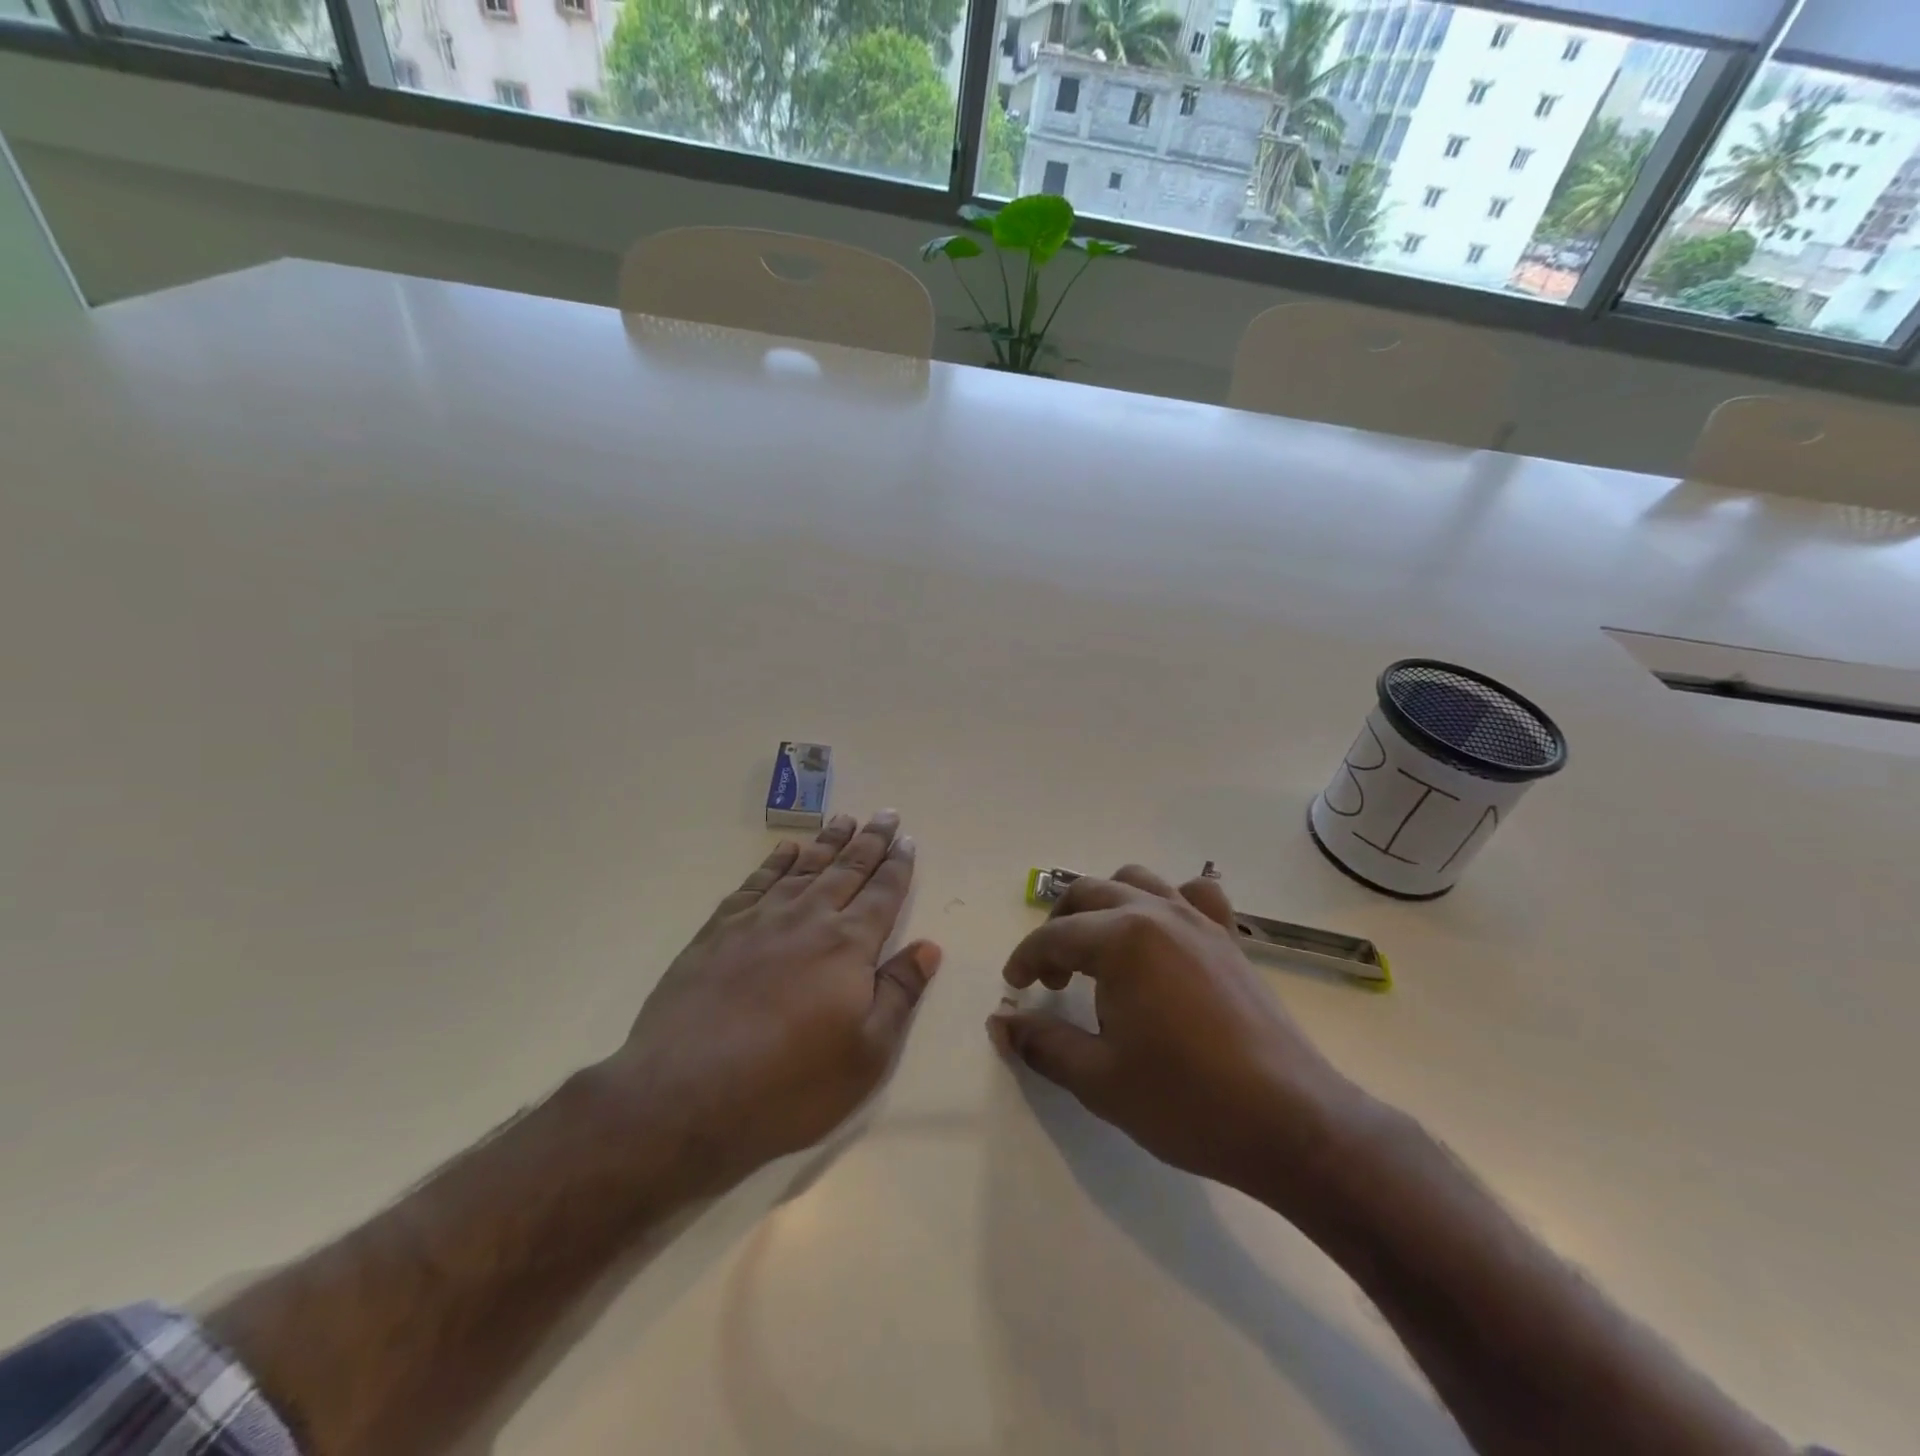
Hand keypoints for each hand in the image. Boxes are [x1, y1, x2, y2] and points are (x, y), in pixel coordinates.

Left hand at [603, 812, 939, 1197]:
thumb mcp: (865, 1054)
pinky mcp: (718, 930)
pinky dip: (776, 862)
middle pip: (847, 869)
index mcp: (848, 945)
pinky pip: (756, 882)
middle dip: (870, 841)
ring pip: (803, 868)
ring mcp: (759, 920)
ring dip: (827, 842)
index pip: (882, 893)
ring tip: (844, 819)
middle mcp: (807, 918)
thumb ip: (899, 994)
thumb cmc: (788, 1086)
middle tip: (885, 813)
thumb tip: (929, 947)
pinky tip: (787, 851)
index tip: (907, 839)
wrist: (682, 1097)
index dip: (898, 865)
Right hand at [987, 866, 1361, 1204]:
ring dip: (1104, 904)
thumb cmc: (1186, 1102)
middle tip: (1051, 976)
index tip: (1015, 988)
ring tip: (1098, 948)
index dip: (1026, 959)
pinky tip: (1164, 936)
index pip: (1054, 935)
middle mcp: (1157, 913)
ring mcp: (1198, 920)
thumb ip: (1043, 1043)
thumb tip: (1002, 1023)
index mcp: (1122, 939)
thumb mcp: (1099, 1080)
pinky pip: (1192, 894)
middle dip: (1058, 927)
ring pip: (1135, 880)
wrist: (1291, 1124)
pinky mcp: (1228, 938)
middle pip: (1089, 893)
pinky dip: (1167, 901)